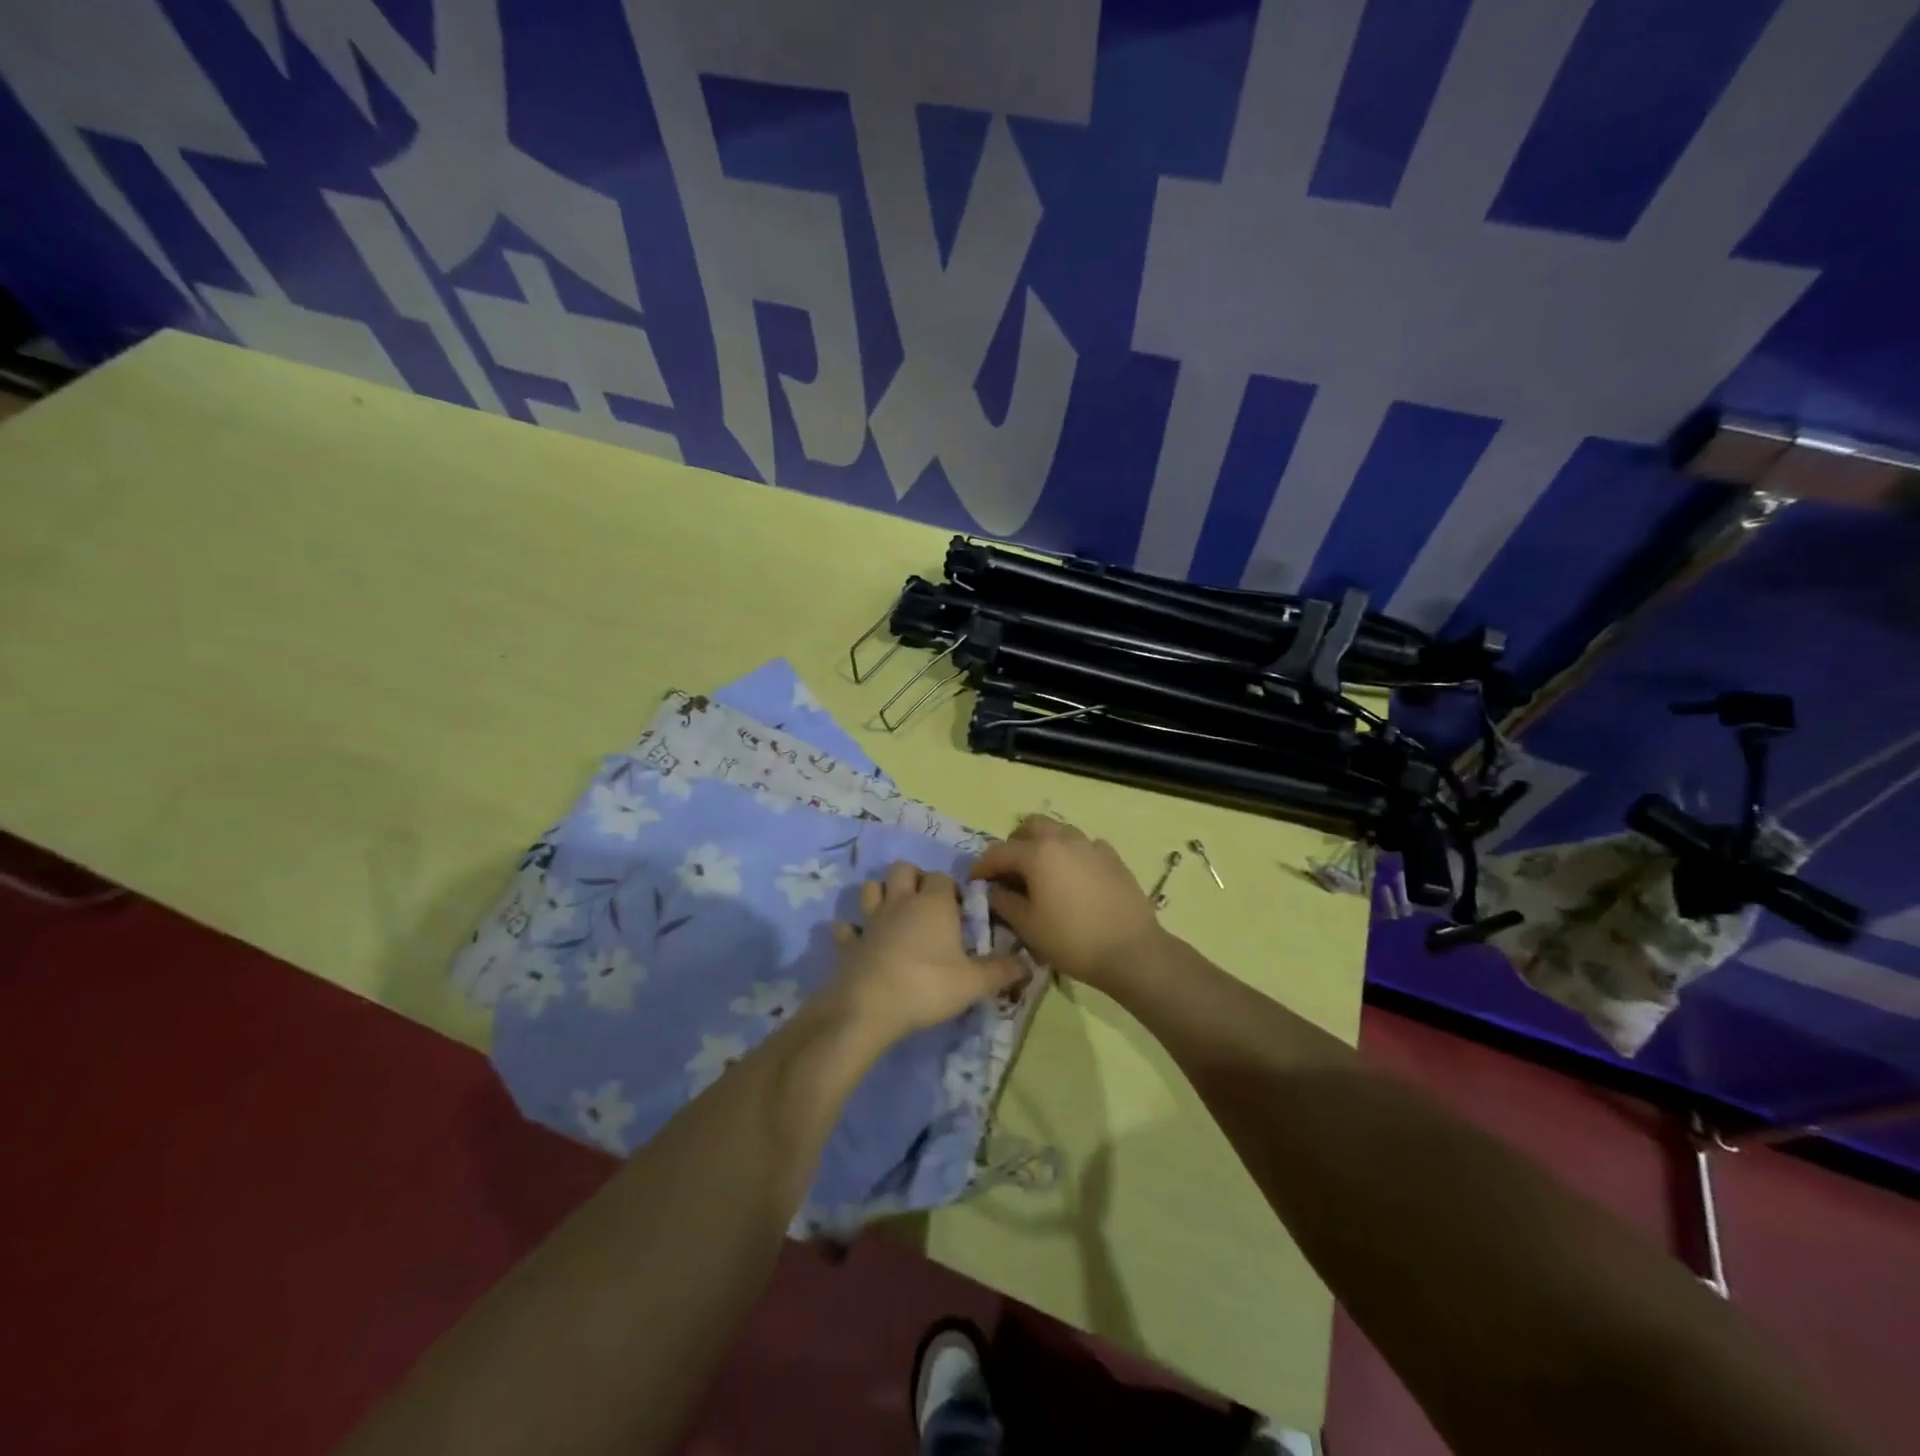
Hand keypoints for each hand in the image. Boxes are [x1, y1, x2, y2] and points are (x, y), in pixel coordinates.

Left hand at [825, 862, 1025, 1046]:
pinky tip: (858, 940)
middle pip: (903, 869)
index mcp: (934, 904)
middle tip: (927, 904)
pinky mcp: (849, 943)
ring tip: (893, 912)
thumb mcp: (974, 983)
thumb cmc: (927, 986)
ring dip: (880, 894)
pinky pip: (845, 928)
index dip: (952, 889)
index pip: (944, 878)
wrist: (869, 1008)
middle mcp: (901, 902)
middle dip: (914, 878)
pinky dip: (850, 930)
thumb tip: (1029, 963)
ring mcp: (870, 920)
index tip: (960, 910)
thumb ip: (1002, 971)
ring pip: (870, 888)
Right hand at [969, 815, 1164, 987]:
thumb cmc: (1072, 940)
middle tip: (1010, 870)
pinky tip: (1073, 879)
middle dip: (1015, 843)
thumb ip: (1004, 902)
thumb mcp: (1028, 926)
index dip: (982, 866)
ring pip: (1060, 831)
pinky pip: (1084, 846)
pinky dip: (1071, 855)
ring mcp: (1092, 845)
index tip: (974, 881)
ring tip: (1041, 873)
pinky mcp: (1113, 858)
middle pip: (1031, 826)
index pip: (999, 851)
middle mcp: (1064, 839)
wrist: (1131, 951)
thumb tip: (993, 890)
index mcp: (1038, 853)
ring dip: (1044, 845)